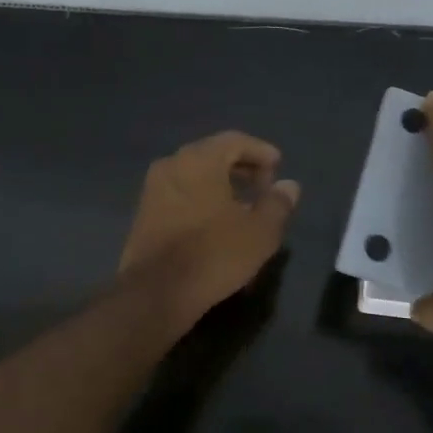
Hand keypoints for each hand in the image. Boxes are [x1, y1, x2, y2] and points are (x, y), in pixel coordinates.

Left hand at [119, 131, 300, 321]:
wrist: (157, 292)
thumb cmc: (215, 253)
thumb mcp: (260, 232)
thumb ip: (277, 203)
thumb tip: (288, 185)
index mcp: (199, 159)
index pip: (235, 140)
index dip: (260, 152)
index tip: (278, 167)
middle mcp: (172, 164)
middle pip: (212, 155)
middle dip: (241, 167)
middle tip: (263, 187)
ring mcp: (153, 189)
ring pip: (194, 176)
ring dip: (221, 185)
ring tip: (243, 208)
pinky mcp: (144, 214)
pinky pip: (180, 194)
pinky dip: (201, 199)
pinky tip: (216, 223)